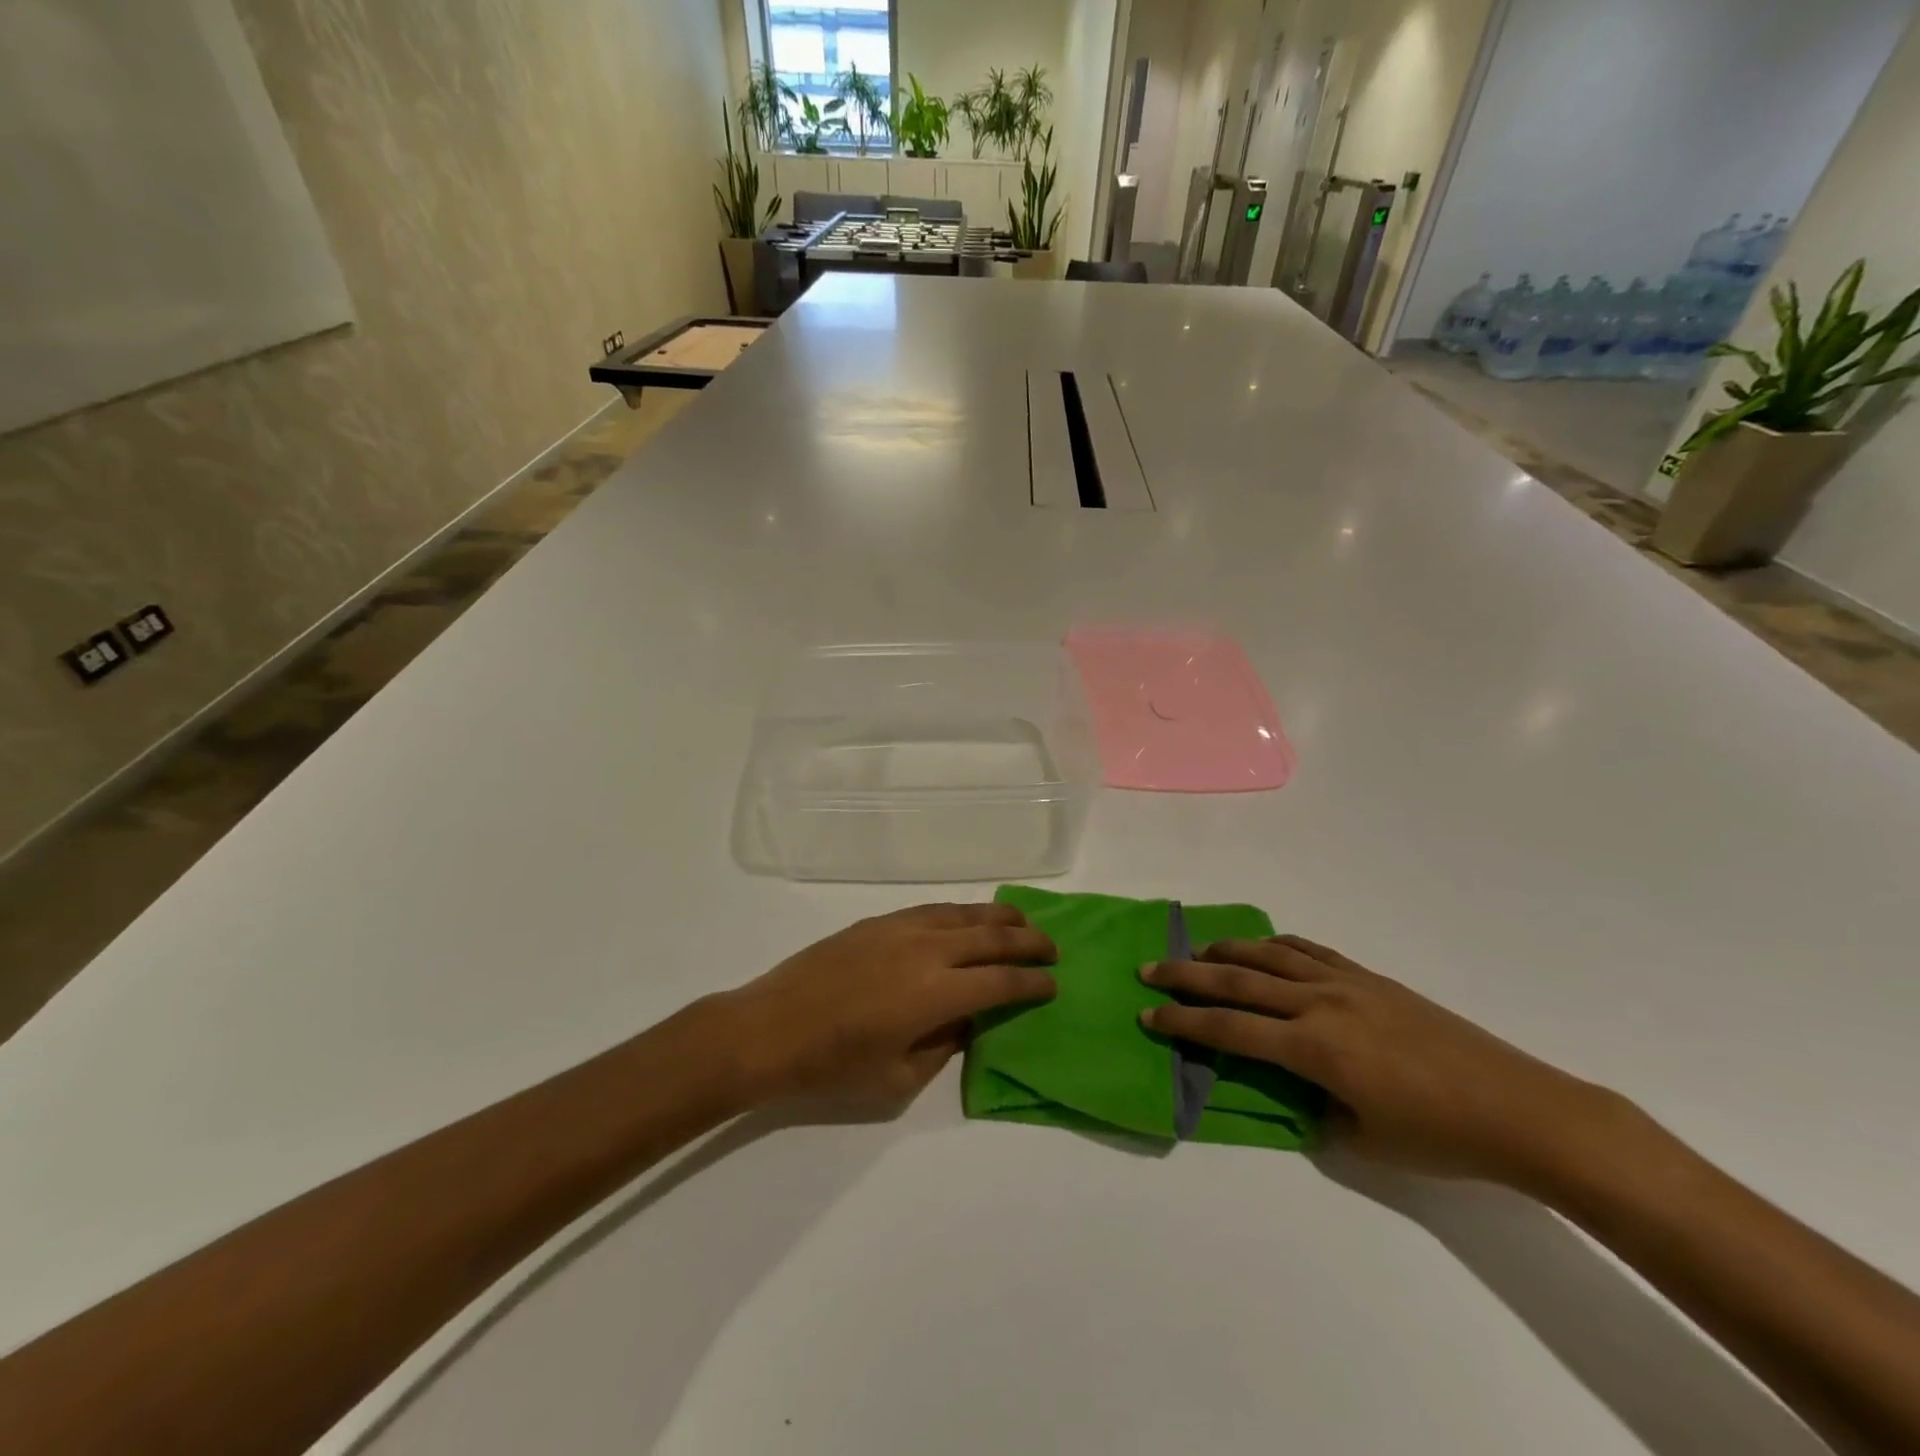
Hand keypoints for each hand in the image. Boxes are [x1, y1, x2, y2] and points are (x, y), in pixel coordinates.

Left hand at [722, 903, 1056, 1111]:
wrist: (768, 1029)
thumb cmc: (832, 1066)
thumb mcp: (897, 1078)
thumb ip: (943, 1046)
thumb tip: (966, 1020)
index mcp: (936, 995)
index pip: (1001, 981)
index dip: (1032, 982)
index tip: (1053, 983)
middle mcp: (926, 951)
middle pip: (991, 937)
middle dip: (1028, 941)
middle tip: (1052, 948)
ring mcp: (901, 929)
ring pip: (964, 914)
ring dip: (999, 917)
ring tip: (1022, 922)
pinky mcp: (878, 922)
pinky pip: (933, 909)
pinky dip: (961, 912)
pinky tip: (968, 918)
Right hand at [1141, 936, 1621, 1188]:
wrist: (1520, 1109)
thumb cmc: (1440, 1137)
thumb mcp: (1363, 1140)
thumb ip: (1314, 1109)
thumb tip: (1292, 1090)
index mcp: (1313, 1048)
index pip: (1229, 1030)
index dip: (1183, 1023)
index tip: (1148, 1015)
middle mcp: (1320, 1004)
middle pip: (1238, 980)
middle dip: (1187, 975)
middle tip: (1150, 967)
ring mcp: (1346, 983)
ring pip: (1270, 954)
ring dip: (1227, 950)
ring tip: (1197, 951)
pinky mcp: (1370, 977)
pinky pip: (1311, 951)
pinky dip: (1278, 945)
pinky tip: (1266, 948)